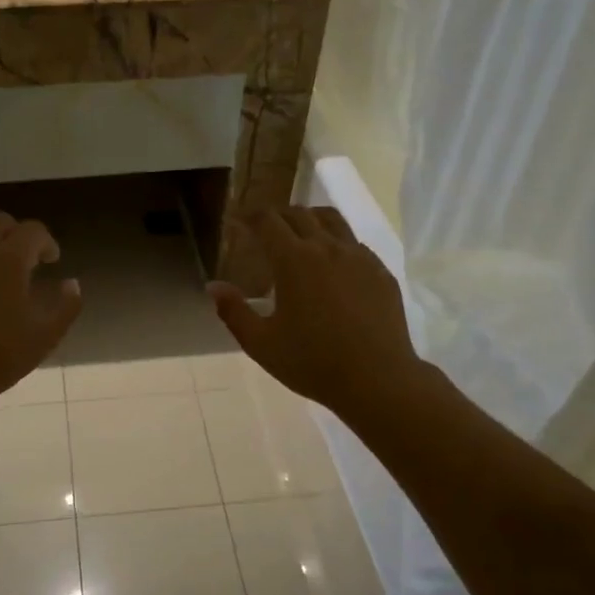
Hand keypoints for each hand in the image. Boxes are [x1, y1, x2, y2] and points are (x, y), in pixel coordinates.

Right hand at [208, 206, 422, 418]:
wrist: (377, 380)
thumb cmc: (312, 363)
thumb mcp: (261, 344)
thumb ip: (233, 312)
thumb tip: (214, 286)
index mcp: (294, 260)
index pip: (267, 221)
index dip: (249, 216)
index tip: (237, 221)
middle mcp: (327, 248)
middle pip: (299, 214)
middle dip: (276, 215)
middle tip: (263, 229)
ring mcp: (359, 257)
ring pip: (331, 220)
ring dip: (308, 219)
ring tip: (298, 234)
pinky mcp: (381, 271)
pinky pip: (354, 243)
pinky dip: (335, 242)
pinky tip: (331, 265)